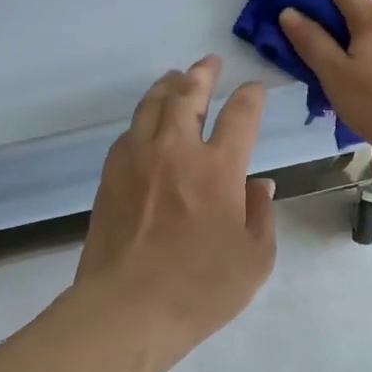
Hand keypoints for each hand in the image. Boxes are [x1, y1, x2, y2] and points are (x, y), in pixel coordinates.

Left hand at [73, 57, 277, 360]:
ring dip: (168, 86)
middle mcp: (176, 151)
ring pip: (152, 106)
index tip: (255, 90)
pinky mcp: (111, 175)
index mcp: (218, 168)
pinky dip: (144, 118)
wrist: (126, 309)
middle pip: (187, 95)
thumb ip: (261, 215)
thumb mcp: (254, 259)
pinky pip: (130, 132)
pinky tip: (148, 123)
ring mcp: (137, 159)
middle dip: (202, 73)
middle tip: (209, 63)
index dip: (251, 96)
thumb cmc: (200, 289)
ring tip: (176, 78)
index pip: (240, 115)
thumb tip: (259, 184)